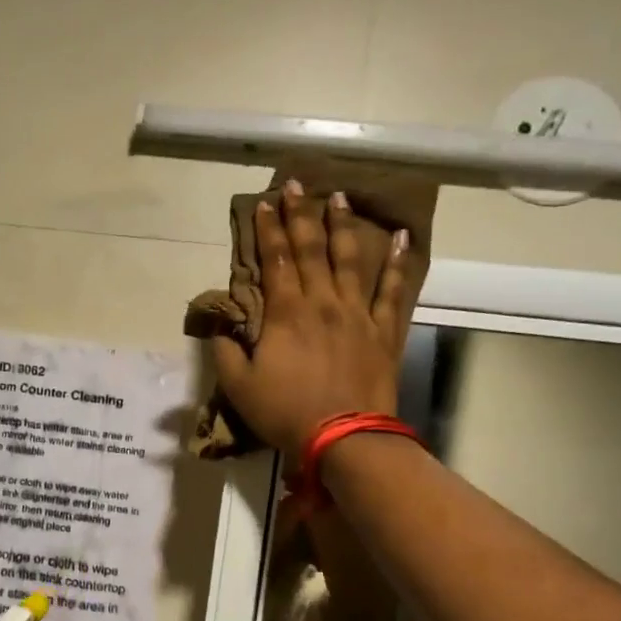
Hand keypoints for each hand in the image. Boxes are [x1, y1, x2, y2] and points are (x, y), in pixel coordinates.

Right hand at [211, 180, 411, 457]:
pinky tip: (401, 238)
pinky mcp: (383, 331)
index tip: (265, 203)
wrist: (343, 437)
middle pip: (310, 249)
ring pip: (350, 259)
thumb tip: (219, 327)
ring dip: (342, 226)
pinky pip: (393, 290)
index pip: (274, 260)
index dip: (267, 230)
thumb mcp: (238, 386)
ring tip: (339, 197)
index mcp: (286, 312)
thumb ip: (225, 351)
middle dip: (300, 215)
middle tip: (297, 183)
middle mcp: (323, 302)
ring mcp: (357, 313)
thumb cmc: (286, 412)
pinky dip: (398, 264)